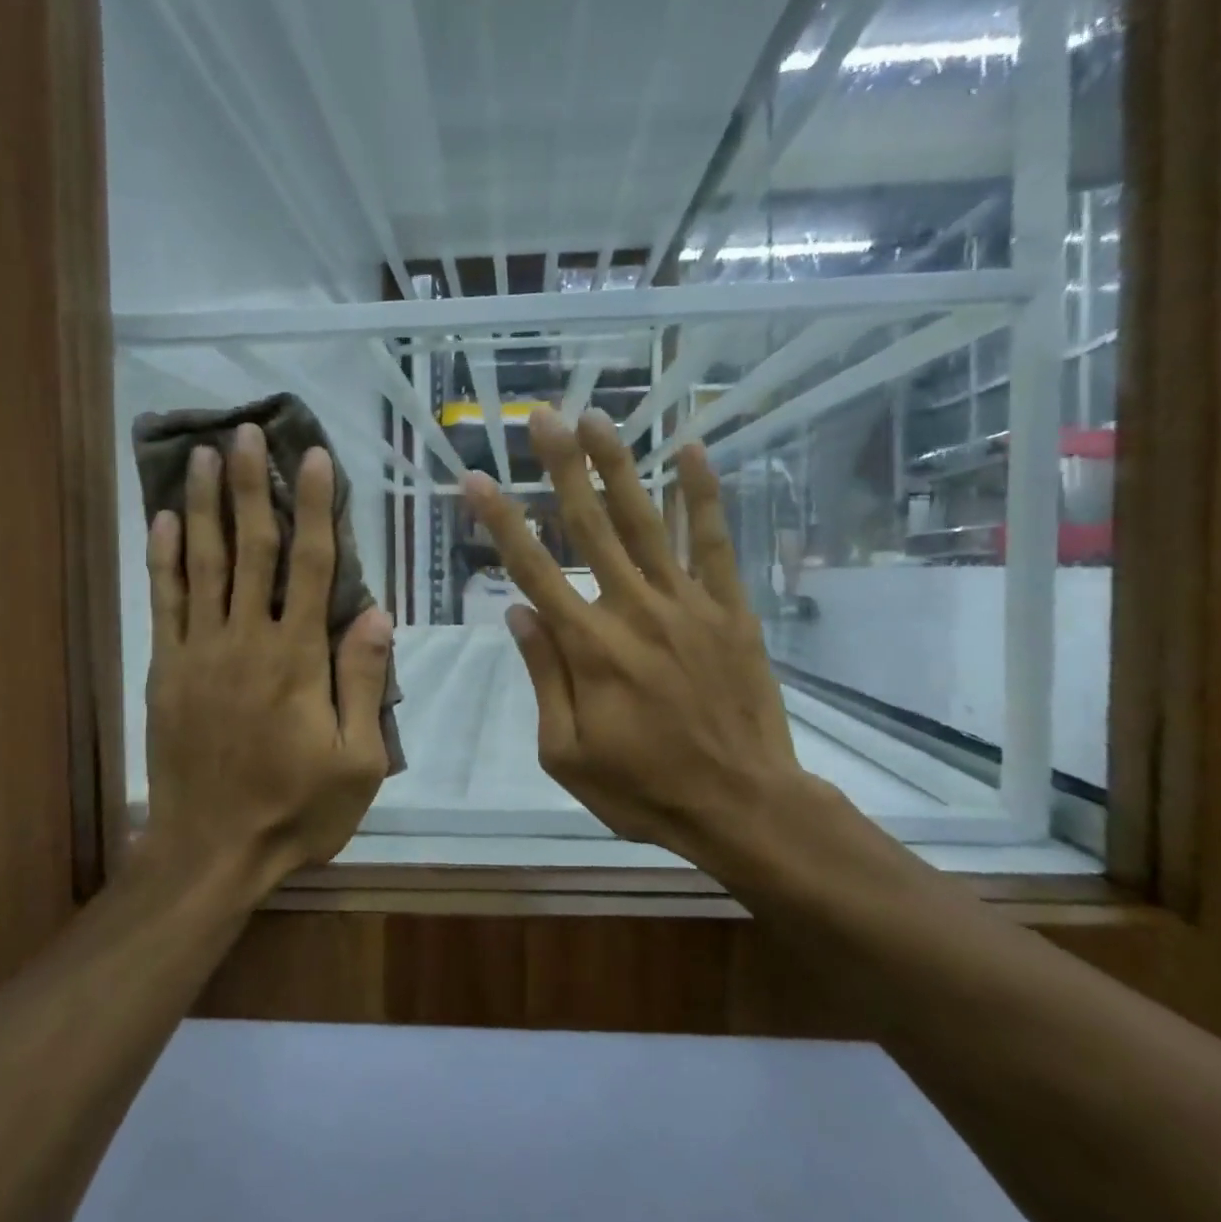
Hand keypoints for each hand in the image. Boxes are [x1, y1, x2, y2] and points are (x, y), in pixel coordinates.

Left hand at [142, 424, 392, 895]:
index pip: (311, 565)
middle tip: (247, 432)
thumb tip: (375, 611)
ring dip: (206, 506)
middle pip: (252, 549)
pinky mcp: (166, 671)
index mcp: (297, 659)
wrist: (212, 852)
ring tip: (205, 455)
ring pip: (203, 564)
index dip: (315, 507)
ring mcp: (199, 653)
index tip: (314, 457)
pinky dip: (163, 558)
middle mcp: (246, 640)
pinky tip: (164, 520)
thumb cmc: (297, 810)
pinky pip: (164, 603)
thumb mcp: (358, 759)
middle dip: (252, 486)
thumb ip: (364, 681)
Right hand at [464, 407, 828, 869]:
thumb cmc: (644, 788)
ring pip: (646, 521)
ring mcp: (686, 603)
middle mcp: (632, 609)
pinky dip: (702, 495)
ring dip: (619, 466)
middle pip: (589, 526)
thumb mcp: (567, 752)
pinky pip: (713, 542)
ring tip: (598, 418)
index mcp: (587, 647)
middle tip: (543, 417)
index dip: (501, 521)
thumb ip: (542, 677)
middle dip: (561, 468)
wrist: (742, 804)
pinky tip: (690, 451)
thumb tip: (517, 613)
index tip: (477, 478)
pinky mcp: (729, 608)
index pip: (532, 570)